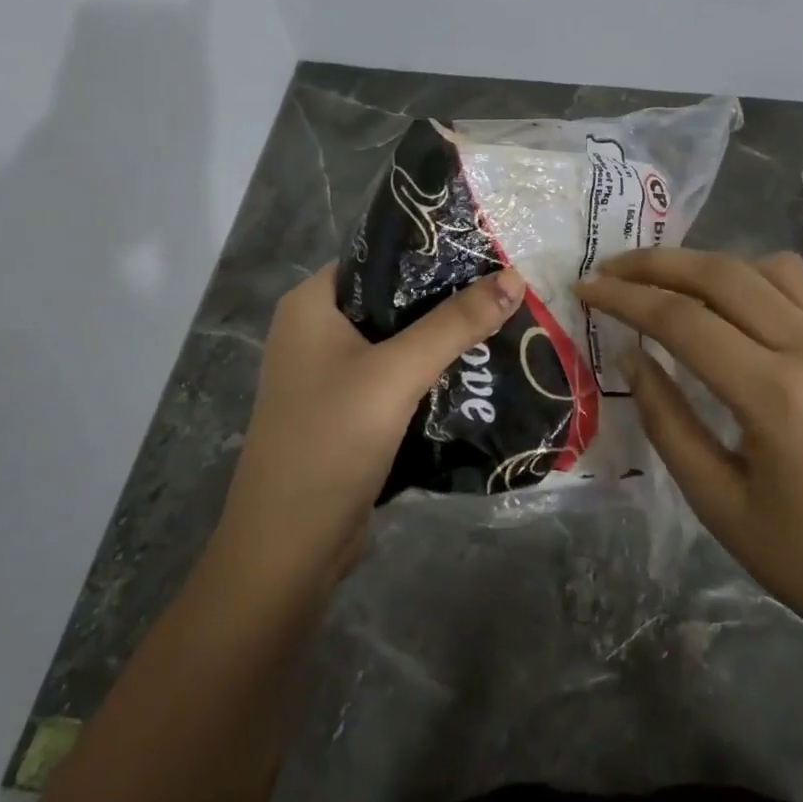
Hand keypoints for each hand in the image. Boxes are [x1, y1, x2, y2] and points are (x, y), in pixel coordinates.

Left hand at [207, 265, 525, 604]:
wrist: (289, 549)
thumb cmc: (331, 442)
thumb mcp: (396, 374)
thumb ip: (455, 323)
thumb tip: (514, 276)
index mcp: (312, 304)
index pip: (379, 257)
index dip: (433, 252)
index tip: (489, 252)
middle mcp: (316, 330)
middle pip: (394, 298)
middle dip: (448, 297)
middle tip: (507, 290)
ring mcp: (330, 373)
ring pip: (399, 339)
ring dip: (444, 337)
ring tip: (504, 323)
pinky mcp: (349, 409)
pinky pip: (397, 375)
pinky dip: (432, 371)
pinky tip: (477, 369)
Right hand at [576, 248, 802, 653]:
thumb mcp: (717, 502)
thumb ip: (667, 420)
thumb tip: (634, 356)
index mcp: (776, 396)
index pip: (683, 321)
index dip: (625, 299)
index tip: (587, 288)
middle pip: (724, 274)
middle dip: (658, 263)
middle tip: (614, 267)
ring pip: (771, 268)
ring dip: (713, 265)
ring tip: (675, 286)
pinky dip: (760, 282)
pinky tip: (738, 307)